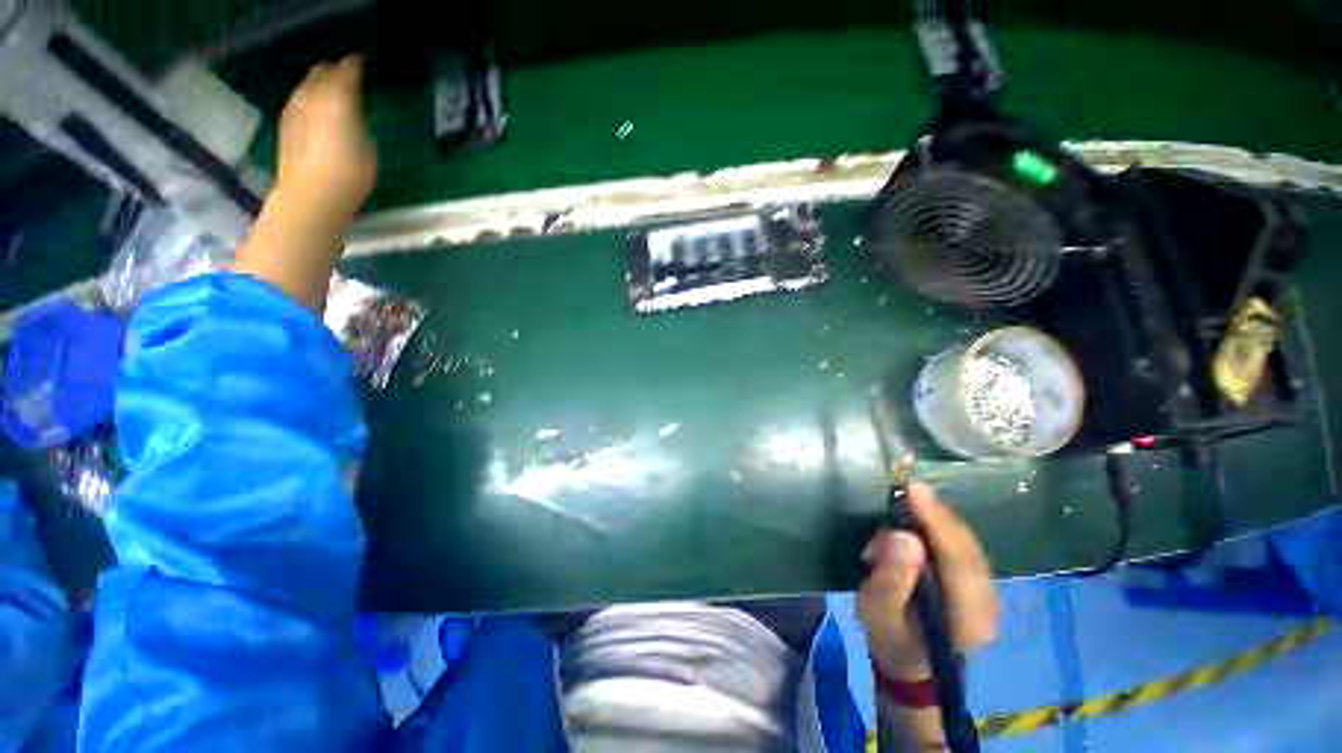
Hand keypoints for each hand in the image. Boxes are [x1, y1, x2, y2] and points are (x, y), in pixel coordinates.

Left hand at [276, 56, 376, 215]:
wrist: (313, 196)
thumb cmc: (349, 172)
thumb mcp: (365, 142)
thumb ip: (356, 116)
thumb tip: (350, 102)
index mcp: (334, 98)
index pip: (344, 73)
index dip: (353, 66)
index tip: (360, 62)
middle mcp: (309, 98)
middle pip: (319, 76)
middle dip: (331, 71)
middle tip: (343, 72)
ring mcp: (293, 112)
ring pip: (305, 88)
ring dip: (317, 85)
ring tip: (328, 88)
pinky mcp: (285, 129)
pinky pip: (297, 103)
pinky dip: (306, 100)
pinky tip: (313, 109)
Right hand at [859, 482, 999, 680]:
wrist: (910, 663)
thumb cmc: (891, 639)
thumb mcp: (878, 613)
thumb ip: (890, 577)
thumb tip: (902, 536)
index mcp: (967, 619)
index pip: (958, 561)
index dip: (937, 522)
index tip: (914, 490)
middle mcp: (988, 603)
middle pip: (966, 547)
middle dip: (934, 516)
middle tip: (901, 494)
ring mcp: (988, 592)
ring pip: (965, 542)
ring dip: (932, 522)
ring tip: (899, 514)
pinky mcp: (978, 581)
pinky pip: (960, 545)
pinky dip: (936, 529)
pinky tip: (915, 525)